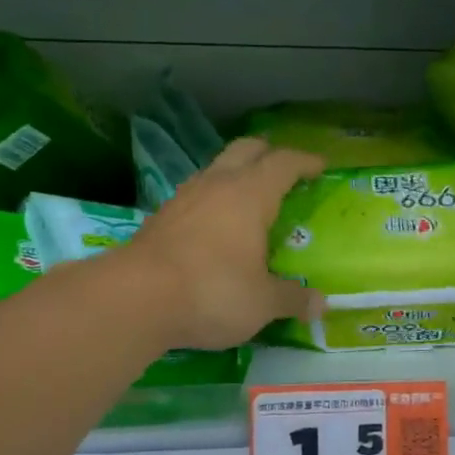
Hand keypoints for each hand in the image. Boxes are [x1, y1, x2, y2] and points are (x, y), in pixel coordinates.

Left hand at [126, 137, 325, 349]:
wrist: (134, 299)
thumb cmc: (212, 291)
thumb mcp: (262, 302)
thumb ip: (292, 299)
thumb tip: (320, 305)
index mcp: (251, 194)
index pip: (284, 162)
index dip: (305, 161)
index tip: (320, 166)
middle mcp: (218, 185)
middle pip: (246, 149)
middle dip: (268, 154)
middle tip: (285, 171)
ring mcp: (185, 198)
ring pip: (216, 169)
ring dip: (236, 175)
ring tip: (250, 198)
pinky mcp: (161, 217)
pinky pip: (196, 195)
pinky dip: (214, 200)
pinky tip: (217, 225)